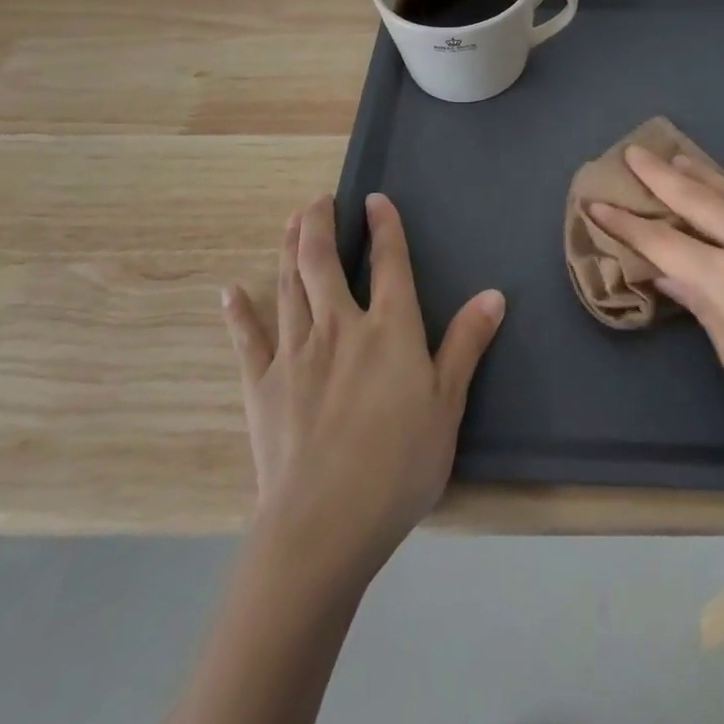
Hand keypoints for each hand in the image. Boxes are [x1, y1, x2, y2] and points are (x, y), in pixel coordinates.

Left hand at [220, 192, 504, 580]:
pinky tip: (230, 291)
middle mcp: (339, 327)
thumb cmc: (399, 464)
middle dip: (320, 224)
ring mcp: (295, 354)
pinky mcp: (261, 386)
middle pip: (323, 263)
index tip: (374, 199)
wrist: (325, 524)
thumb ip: (467, 344)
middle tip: (318, 200)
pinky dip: (239, 313)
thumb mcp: (447, 404)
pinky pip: (248, 340)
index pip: (388, 263)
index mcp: (388, 330)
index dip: (384, 227)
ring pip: (289, 287)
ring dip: (289, 249)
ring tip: (291, 222)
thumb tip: (493, 294)